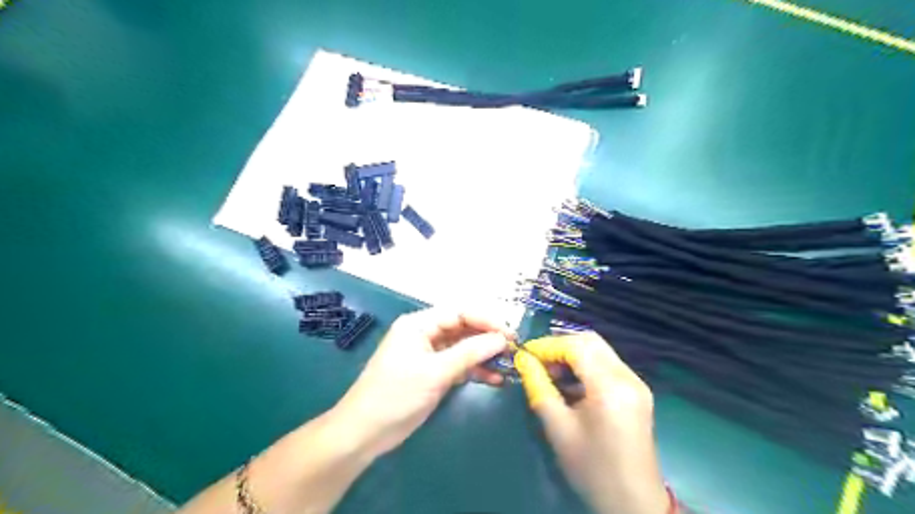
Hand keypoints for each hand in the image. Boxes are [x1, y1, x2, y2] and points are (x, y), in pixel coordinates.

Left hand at [331, 308, 513, 456]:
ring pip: (463, 348)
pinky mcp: (433, 374)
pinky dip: (475, 371)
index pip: (459, 313)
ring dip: (484, 356)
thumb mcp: (435, 372)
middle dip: (487, 338)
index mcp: (419, 324)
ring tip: (508, 365)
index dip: (486, 320)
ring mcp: (430, 355)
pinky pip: (459, 366)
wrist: (365, 432)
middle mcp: (425, 334)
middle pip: (463, 329)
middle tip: (513, 349)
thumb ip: (469, 353)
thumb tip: (502, 338)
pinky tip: (494, 379)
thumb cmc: (396, 395)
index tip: (510, 334)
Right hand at [513, 334, 670, 513]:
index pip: (576, 346)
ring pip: (599, 351)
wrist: (633, 503)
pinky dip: (586, 366)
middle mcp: (628, 377)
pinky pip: (607, 365)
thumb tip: (523, 360)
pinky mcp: (637, 392)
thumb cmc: (592, 468)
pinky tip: (570, 385)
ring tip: (551, 375)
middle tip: (537, 363)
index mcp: (610, 386)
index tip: (525, 355)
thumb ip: (538, 387)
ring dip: (573, 355)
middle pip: (590, 341)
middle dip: (560, 346)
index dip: (547, 346)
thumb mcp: (557, 427)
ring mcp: (636, 384)